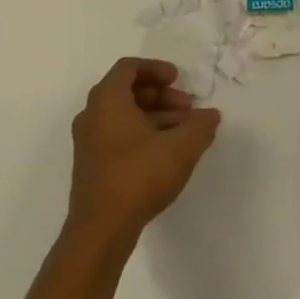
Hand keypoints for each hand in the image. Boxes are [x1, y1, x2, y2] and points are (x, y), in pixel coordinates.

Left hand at [68, 58, 220, 242]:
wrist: (100, 231)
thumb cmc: (138, 176)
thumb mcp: (180, 148)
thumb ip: (200, 126)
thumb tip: (211, 115)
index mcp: (107, 98)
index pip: (129, 67)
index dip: (156, 69)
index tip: (178, 80)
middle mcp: (92, 114)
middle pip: (127, 91)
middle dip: (161, 96)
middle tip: (187, 109)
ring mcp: (88, 142)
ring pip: (124, 115)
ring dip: (154, 117)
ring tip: (183, 134)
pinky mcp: (91, 165)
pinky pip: (117, 135)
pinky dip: (141, 134)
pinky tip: (165, 155)